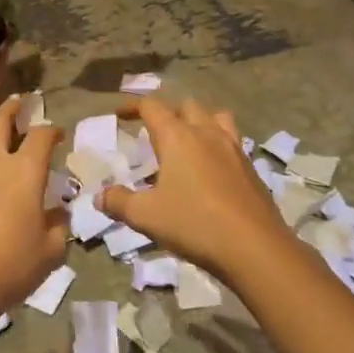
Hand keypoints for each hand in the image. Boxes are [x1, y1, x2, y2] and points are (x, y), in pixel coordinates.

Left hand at [0, 93, 70, 333]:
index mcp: (25, 171)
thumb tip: (58, 210)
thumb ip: (59, 224)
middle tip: (17, 100)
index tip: (56, 133)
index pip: (41, 137)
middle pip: (0, 119)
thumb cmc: (8, 269)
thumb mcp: (51, 251)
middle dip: (12, 107)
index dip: (51, 130)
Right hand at [97, 96, 294, 282]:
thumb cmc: (193, 224)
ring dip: (200, 120)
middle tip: (155, 132)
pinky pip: (232, 140)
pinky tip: (211, 168)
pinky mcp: (251, 167)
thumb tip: (100, 196)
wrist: (253, 246)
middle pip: (187, 105)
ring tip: (189, 140)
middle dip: (168, 112)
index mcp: (177, 137)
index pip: (152, 106)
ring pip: (217, 116)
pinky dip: (218, 143)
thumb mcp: (146, 216)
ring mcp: (233, 148)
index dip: (133, 107)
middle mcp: (206, 133)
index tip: (120, 115)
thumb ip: (119, 202)